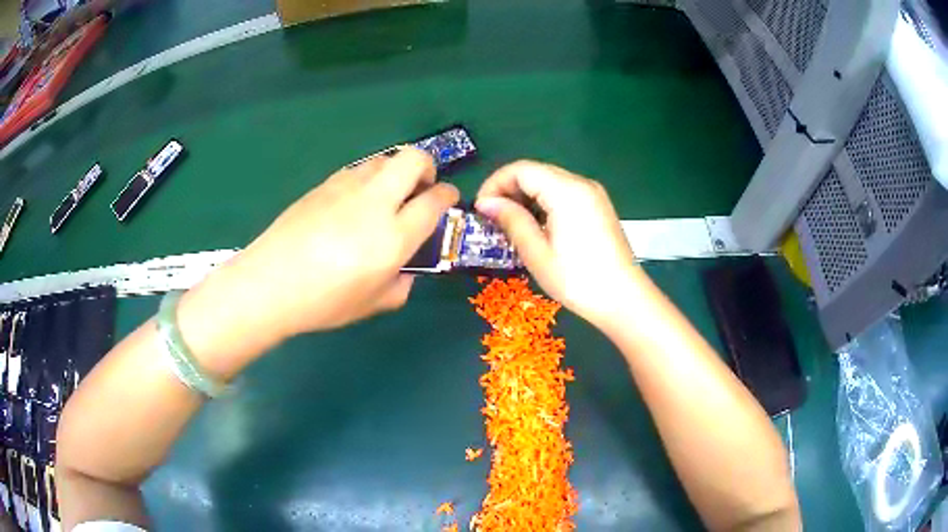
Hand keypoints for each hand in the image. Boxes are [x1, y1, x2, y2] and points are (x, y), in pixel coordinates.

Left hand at [224, 149, 459, 338]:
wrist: (270, 283)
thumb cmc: (324, 302)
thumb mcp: (373, 304)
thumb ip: (401, 285)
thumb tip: (405, 268)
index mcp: (393, 236)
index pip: (435, 200)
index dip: (448, 195)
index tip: (447, 199)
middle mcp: (375, 202)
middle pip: (414, 159)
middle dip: (427, 167)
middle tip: (421, 189)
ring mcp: (347, 187)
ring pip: (385, 158)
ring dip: (396, 171)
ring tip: (386, 197)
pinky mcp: (324, 184)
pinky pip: (358, 170)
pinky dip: (369, 179)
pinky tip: (354, 204)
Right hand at [475, 160, 638, 328]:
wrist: (624, 299)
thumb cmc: (578, 280)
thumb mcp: (537, 253)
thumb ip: (511, 220)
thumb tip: (485, 203)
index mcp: (566, 190)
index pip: (521, 169)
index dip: (495, 183)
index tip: (481, 209)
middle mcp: (581, 183)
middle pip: (535, 172)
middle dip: (508, 189)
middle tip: (492, 219)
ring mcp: (593, 194)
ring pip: (549, 181)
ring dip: (526, 196)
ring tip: (511, 225)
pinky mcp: (598, 206)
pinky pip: (564, 193)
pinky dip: (544, 202)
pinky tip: (537, 226)